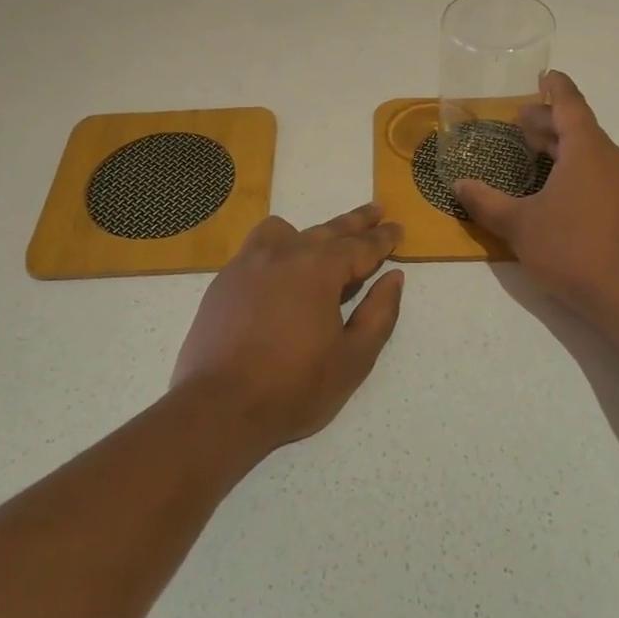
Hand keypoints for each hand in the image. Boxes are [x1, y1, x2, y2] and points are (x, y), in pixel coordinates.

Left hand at [172, 203, 405, 451]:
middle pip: (327, 230)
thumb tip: (393, 278)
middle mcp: (283, 254)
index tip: (398, 228)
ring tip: (321, 242)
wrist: (220, 407)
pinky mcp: (224, 281)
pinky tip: (278, 270)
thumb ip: (379, 313)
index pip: (360, 246)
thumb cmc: (294, 387)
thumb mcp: (353, 358)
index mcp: (318, 269)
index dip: (383, 238)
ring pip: (285, 231)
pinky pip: (256, 249)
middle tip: (377, 210)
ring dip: (310, 232)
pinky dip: (276, 248)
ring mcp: (248, 264)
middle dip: (356, 222)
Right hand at [455, 71, 618, 318]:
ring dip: (563, 146)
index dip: (555, 87)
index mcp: (586, 149)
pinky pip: (602, 172)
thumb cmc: (569, 248)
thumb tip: (458, 186)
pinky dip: (578, 167)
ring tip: (535, 153)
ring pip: (592, 151)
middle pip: (579, 127)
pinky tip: (559, 189)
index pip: (570, 104)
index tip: (544, 74)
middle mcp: (612, 157)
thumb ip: (485, 202)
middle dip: (549, 121)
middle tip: (520, 123)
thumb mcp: (518, 224)